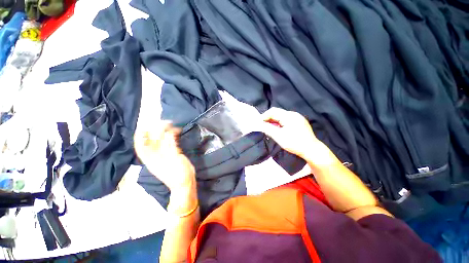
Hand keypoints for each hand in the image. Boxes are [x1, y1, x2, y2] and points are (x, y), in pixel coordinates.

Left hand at [134, 121, 195, 191]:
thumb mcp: (173, 160)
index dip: (141, 133)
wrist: (185, 183)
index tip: (146, 124)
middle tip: (165, 121)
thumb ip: (170, 146)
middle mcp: (154, 155)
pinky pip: (169, 143)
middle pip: (151, 140)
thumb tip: (168, 132)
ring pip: (161, 140)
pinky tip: (177, 132)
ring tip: (172, 125)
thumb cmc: (178, 174)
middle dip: (156, 129)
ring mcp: (163, 155)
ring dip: (165, 132)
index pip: (140, 144)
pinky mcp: (171, 154)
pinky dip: (172, 136)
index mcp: (150, 158)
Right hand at [260, 107, 319, 158]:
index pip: (273, 111)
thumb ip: (268, 129)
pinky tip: (278, 129)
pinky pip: (286, 120)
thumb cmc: (294, 143)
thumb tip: (260, 124)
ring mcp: (297, 118)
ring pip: (281, 116)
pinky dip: (280, 123)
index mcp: (289, 116)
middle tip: (263, 126)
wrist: (311, 150)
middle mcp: (293, 114)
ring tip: (269, 128)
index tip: (259, 123)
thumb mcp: (279, 136)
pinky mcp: (299, 122)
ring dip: (274, 121)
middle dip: (268, 119)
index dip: (264, 116)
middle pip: (277, 113)